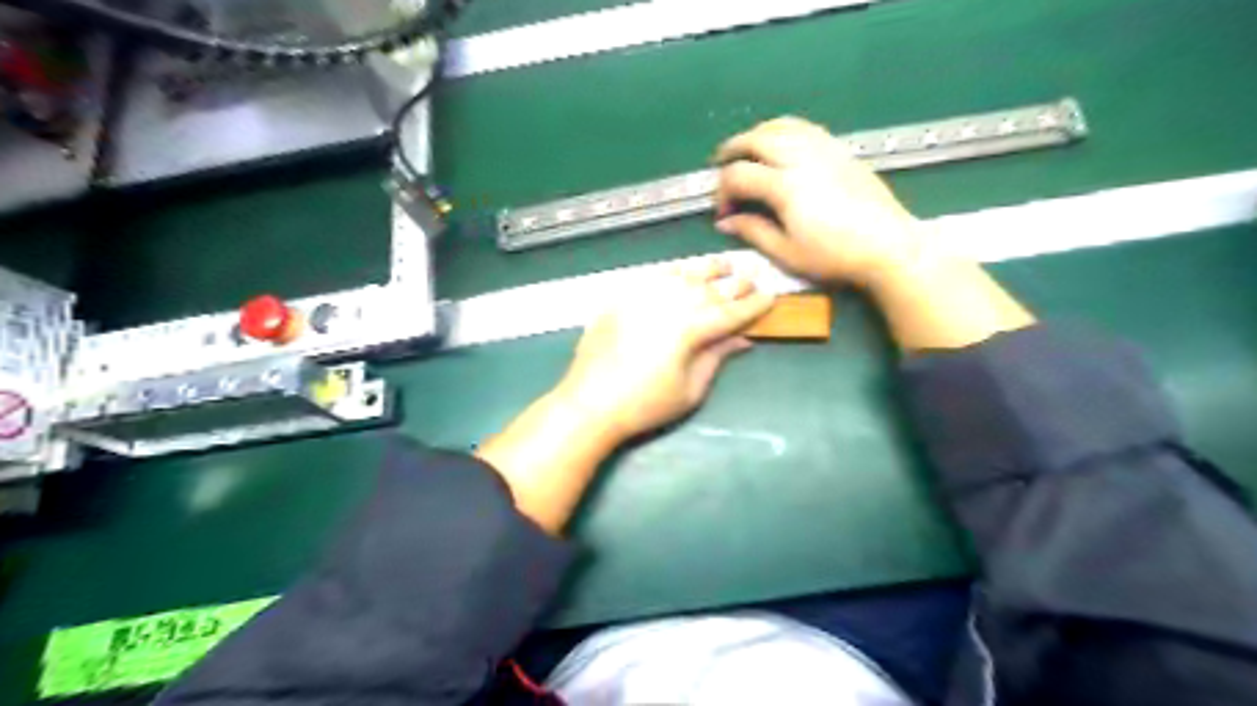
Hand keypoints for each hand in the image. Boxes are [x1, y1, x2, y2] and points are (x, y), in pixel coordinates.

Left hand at [553, 261, 771, 444]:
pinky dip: (673, 272)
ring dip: (706, 269)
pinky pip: (653, 277)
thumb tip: (742, 340)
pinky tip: (681, 273)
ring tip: (723, 264)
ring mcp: (642, 297)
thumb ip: (716, 358)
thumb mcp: (690, 389)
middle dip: (734, 283)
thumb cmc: (645, 405)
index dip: (752, 306)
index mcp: (689, 328)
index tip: (770, 297)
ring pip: (682, 275)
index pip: (730, 312)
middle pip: (709, 288)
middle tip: (753, 276)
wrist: (590, 402)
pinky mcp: (621, 298)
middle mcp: (668, 303)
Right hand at [712, 115, 926, 287]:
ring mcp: (823, 149)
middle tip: (720, 166)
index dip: (723, 192)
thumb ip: (753, 232)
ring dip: (756, 134)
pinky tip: (780, 145)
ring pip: (780, 126)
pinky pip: (804, 127)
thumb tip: (726, 222)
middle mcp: (801, 159)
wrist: (888, 245)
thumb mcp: (787, 253)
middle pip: (755, 139)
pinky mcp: (840, 150)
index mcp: (785, 187)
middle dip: (731, 150)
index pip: (739, 175)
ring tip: (746, 150)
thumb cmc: (835, 256)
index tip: (724, 212)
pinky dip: (783, 130)